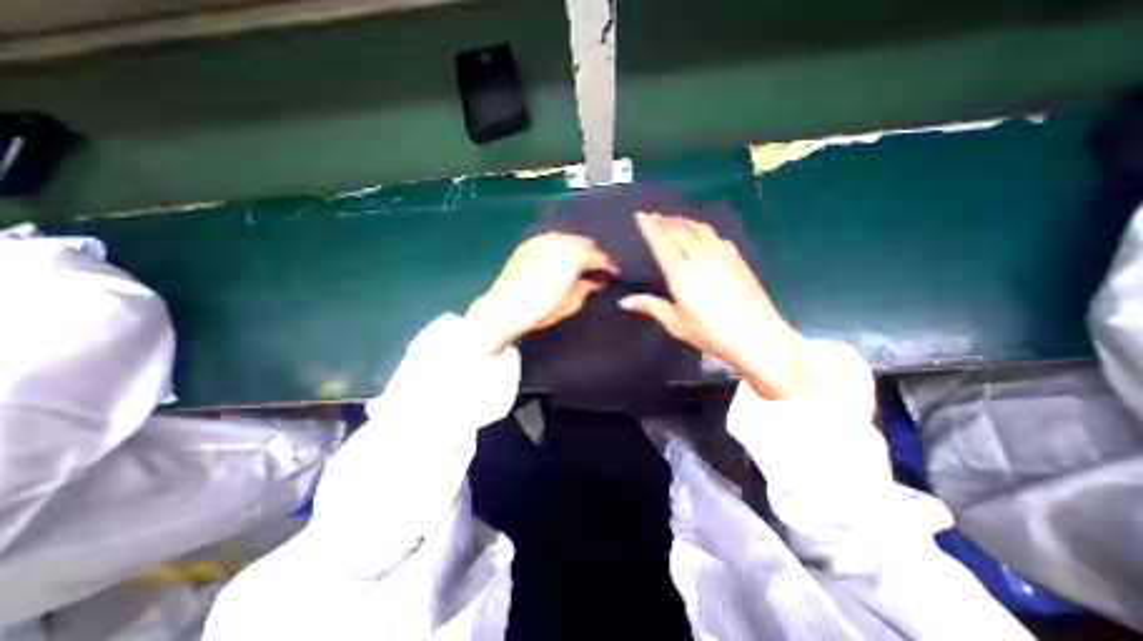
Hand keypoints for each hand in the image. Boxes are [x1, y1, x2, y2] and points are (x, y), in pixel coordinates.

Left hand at [464, 232, 615, 355]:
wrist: (504, 309)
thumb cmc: (543, 308)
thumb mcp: (572, 302)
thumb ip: (587, 288)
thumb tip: (594, 282)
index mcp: (575, 254)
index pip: (599, 257)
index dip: (609, 267)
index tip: (613, 274)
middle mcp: (560, 240)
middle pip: (584, 243)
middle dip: (592, 255)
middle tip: (595, 271)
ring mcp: (541, 240)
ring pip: (567, 240)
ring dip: (575, 251)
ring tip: (576, 266)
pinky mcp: (527, 245)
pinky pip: (550, 242)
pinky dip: (558, 250)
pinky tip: (557, 262)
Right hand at [621, 214, 806, 396]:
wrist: (757, 336)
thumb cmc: (711, 333)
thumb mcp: (676, 324)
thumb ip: (651, 307)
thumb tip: (624, 301)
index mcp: (681, 274)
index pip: (662, 244)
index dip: (650, 228)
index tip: (641, 215)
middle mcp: (700, 259)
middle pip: (680, 232)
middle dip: (665, 221)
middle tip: (654, 215)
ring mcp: (722, 257)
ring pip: (700, 230)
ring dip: (684, 221)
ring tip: (674, 220)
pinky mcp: (738, 261)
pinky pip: (718, 238)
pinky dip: (705, 231)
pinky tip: (704, 234)